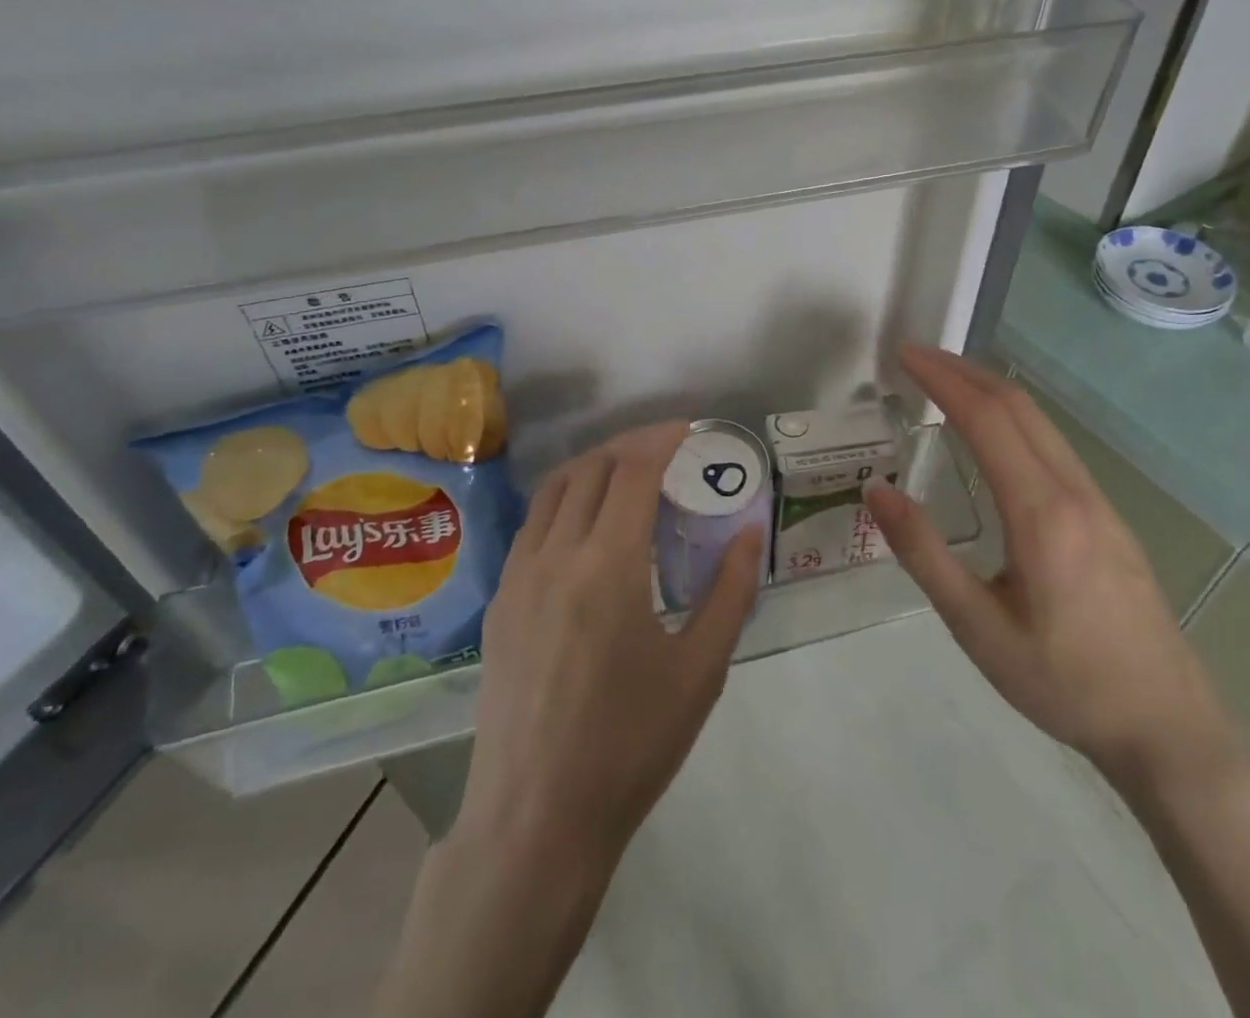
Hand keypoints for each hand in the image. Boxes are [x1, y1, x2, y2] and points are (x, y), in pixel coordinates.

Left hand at [454, 421, 764, 875]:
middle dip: (631, 445)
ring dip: (593, 466)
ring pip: (554, 489)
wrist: (536, 818)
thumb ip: (730, 592)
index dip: (662, 439)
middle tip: (666, 451)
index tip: (689, 430)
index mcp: (608, 567)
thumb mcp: (700, 671)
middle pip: (591, 468)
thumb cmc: (630, 746)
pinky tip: (587, 526)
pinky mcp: (499, 600)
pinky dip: (564, 500)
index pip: (633, 470)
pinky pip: (533, 524)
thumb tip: (750, 531)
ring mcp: (518, 575)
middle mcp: (556, 555)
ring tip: (627, 475)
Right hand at [866, 345, 1236, 787]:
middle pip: (1018, 406)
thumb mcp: (977, 626)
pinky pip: (1055, 445)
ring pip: (1042, 422)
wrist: (1170, 728)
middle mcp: (1075, 492)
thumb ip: (923, 553)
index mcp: (1041, 513)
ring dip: (990, 390)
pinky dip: (1013, 417)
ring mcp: (1100, 502)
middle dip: (964, 370)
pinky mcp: (1109, 518)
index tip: (903, 354)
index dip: (942, 378)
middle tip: (915, 356)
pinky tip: (993, 434)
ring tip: (944, 382)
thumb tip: (876, 490)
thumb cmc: (1064, 682)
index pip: (987, 418)